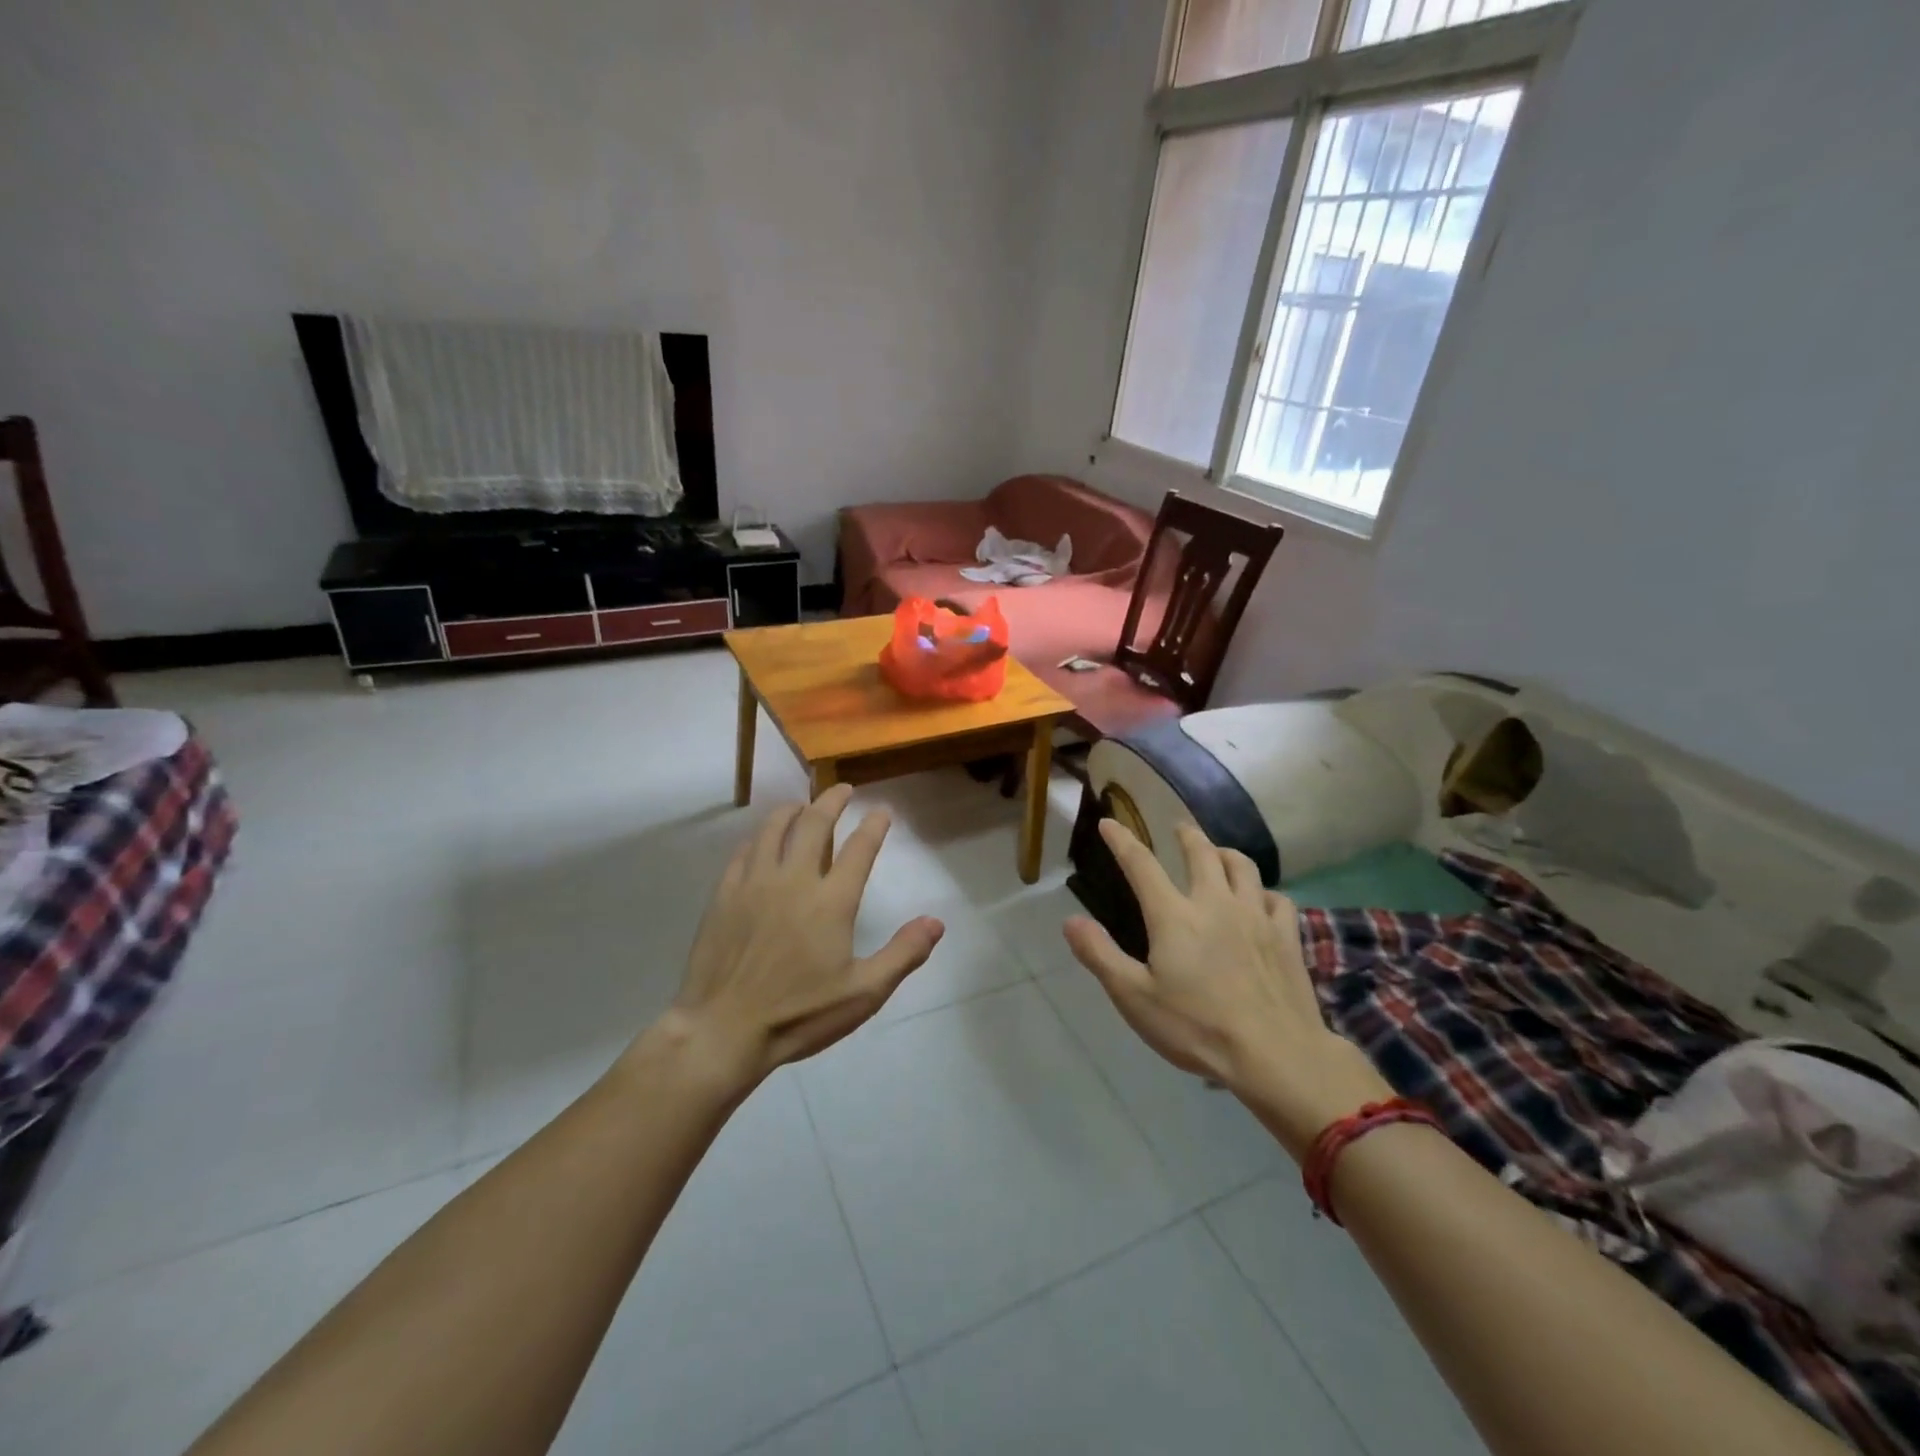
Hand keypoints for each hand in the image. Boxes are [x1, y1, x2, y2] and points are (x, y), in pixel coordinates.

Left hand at [653, 785, 943, 1088]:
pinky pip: (744, 851)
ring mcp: (754, 883)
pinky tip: (762, 840)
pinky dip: (759, 837)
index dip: (874, 825)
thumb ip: (903, 954)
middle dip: (832, 801)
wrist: (723, 1030)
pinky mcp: (725, 895)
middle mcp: (794, 880)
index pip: (860, 848)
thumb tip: (936, 922)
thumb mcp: (863, 993)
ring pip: (774, 828)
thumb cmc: (799, 1014)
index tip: (882, 811)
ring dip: (792, 810)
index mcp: (832, 901)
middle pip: (814, 824)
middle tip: (843, 790)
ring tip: (802, 805)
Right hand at [1063, 819, 1389, 1158]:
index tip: (1109, 823)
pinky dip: (1264, 891)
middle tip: (1177, 828)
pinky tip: (1261, 900)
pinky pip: (1277, 899)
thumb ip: (1100, 956)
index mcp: (1174, 916)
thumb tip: (1070, 921)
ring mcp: (1256, 917)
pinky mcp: (1286, 937)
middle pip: (1201, 853)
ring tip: (1217, 853)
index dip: (1122, 841)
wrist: (1275, 1054)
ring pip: (1243, 866)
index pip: (1141, 865)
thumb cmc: (1197, 1027)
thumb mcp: (1134, 998)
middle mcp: (1215, 903)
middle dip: (1186, 835)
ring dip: (1225, 853)